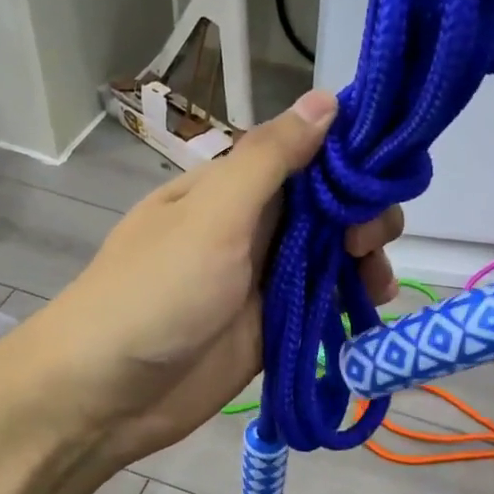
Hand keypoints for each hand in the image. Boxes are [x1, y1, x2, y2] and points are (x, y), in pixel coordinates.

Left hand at [22, 90, 402, 466]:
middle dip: (362, 215)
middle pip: (327, 206)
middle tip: (368, 243)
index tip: (387, 175)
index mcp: (233, 188)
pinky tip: (370, 306)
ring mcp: (263, 279)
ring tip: (376, 284)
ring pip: (332, 255)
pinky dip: (349, 301)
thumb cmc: (157, 293)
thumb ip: (270, 160)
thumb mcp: (212, 217)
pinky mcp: (272, 327)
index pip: (306, 154)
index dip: (350, 158)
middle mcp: (252, 226)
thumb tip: (327, 98)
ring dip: (364, 260)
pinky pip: (322, 303)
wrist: (106, 395)